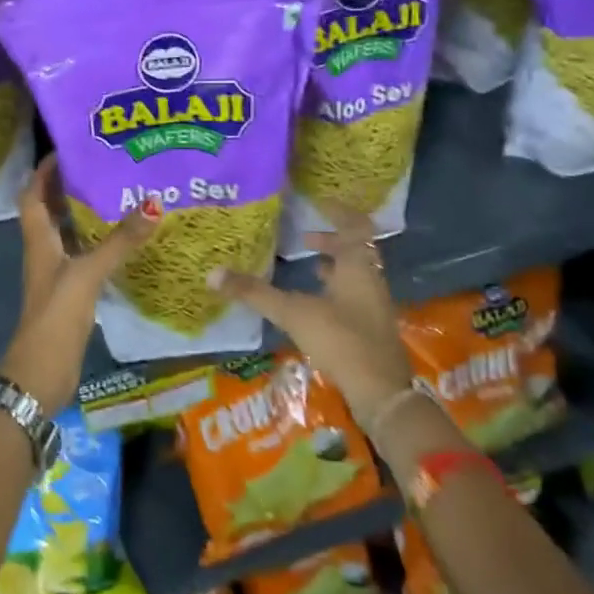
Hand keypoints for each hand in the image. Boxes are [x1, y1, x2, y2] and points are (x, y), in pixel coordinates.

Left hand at [0, 155, 161, 412]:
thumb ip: (120, 242)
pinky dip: (99, 243)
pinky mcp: (71, 292)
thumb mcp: (88, 273)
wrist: (41, 374)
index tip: (69, 149)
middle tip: (104, 167)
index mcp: (39, 239)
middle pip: (51, 209)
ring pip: (69, 233)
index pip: (33, 194)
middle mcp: (44, 251)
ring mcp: (57, 273)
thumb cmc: (56, 316)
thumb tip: (154, 203)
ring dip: (86, 213)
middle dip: (71, 186)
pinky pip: (84, 256)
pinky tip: (125, 239)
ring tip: (119, 193)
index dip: (44, 170)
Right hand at [204, 201, 412, 425]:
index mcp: (357, 266)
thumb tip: (212, 274)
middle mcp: (371, 279)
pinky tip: (316, 304)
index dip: (338, 211)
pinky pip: (354, 296)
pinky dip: (336, 291)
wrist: (381, 391)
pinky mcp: (372, 328)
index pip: (354, 225)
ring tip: (309, 265)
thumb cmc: (341, 340)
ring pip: (356, 273)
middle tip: (304, 237)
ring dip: (334, 265)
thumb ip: (255, 293)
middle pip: (356, 249)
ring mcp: (375, 305)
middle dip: (331, 240)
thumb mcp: (293, 313)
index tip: (319, 202)